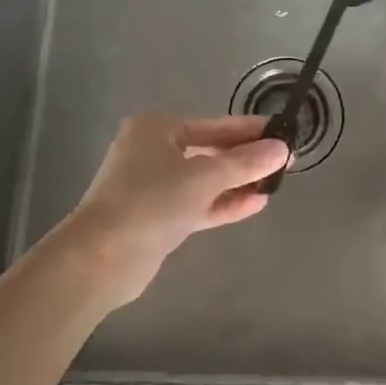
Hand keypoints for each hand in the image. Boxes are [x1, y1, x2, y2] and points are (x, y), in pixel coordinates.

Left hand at [60, 113, 288, 306]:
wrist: (100, 259)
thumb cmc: (151, 201)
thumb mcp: (204, 177)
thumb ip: (245, 163)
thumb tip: (282, 149)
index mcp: (156, 128)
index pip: (214, 125)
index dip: (250, 131)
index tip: (283, 133)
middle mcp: (152, 151)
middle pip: (209, 150)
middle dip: (245, 158)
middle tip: (285, 161)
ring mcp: (152, 186)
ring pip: (204, 179)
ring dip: (237, 182)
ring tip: (275, 184)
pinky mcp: (156, 218)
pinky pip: (197, 203)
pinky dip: (223, 203)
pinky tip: (256, 204)